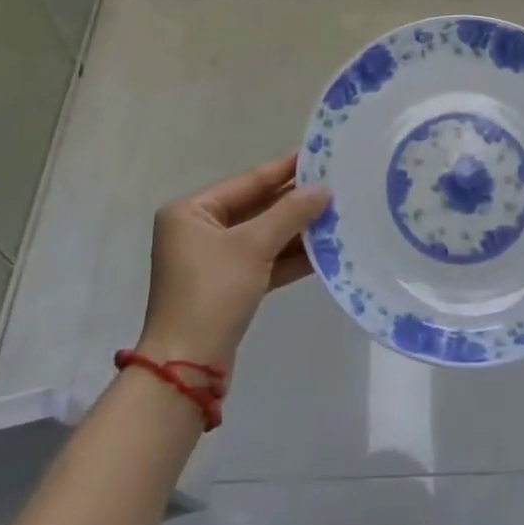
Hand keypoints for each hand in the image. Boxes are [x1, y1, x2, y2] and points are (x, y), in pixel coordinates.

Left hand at [135, 154, 330, 372]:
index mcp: (191, 211)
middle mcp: (198, 231)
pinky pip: (263, 261)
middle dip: (294, 202)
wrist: (186, 369)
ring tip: (337, 214)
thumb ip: (290, 213)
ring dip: (296, 230)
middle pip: (256, 207)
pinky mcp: (227, 288)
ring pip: (262, 236)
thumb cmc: (212, 293)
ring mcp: (212, 261)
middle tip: (335, 185)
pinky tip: (323, 250)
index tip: (318, 155)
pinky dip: (289, 256)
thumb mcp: (253, 246)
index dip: (284, 169)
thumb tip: (323, 188)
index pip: (247, 181)